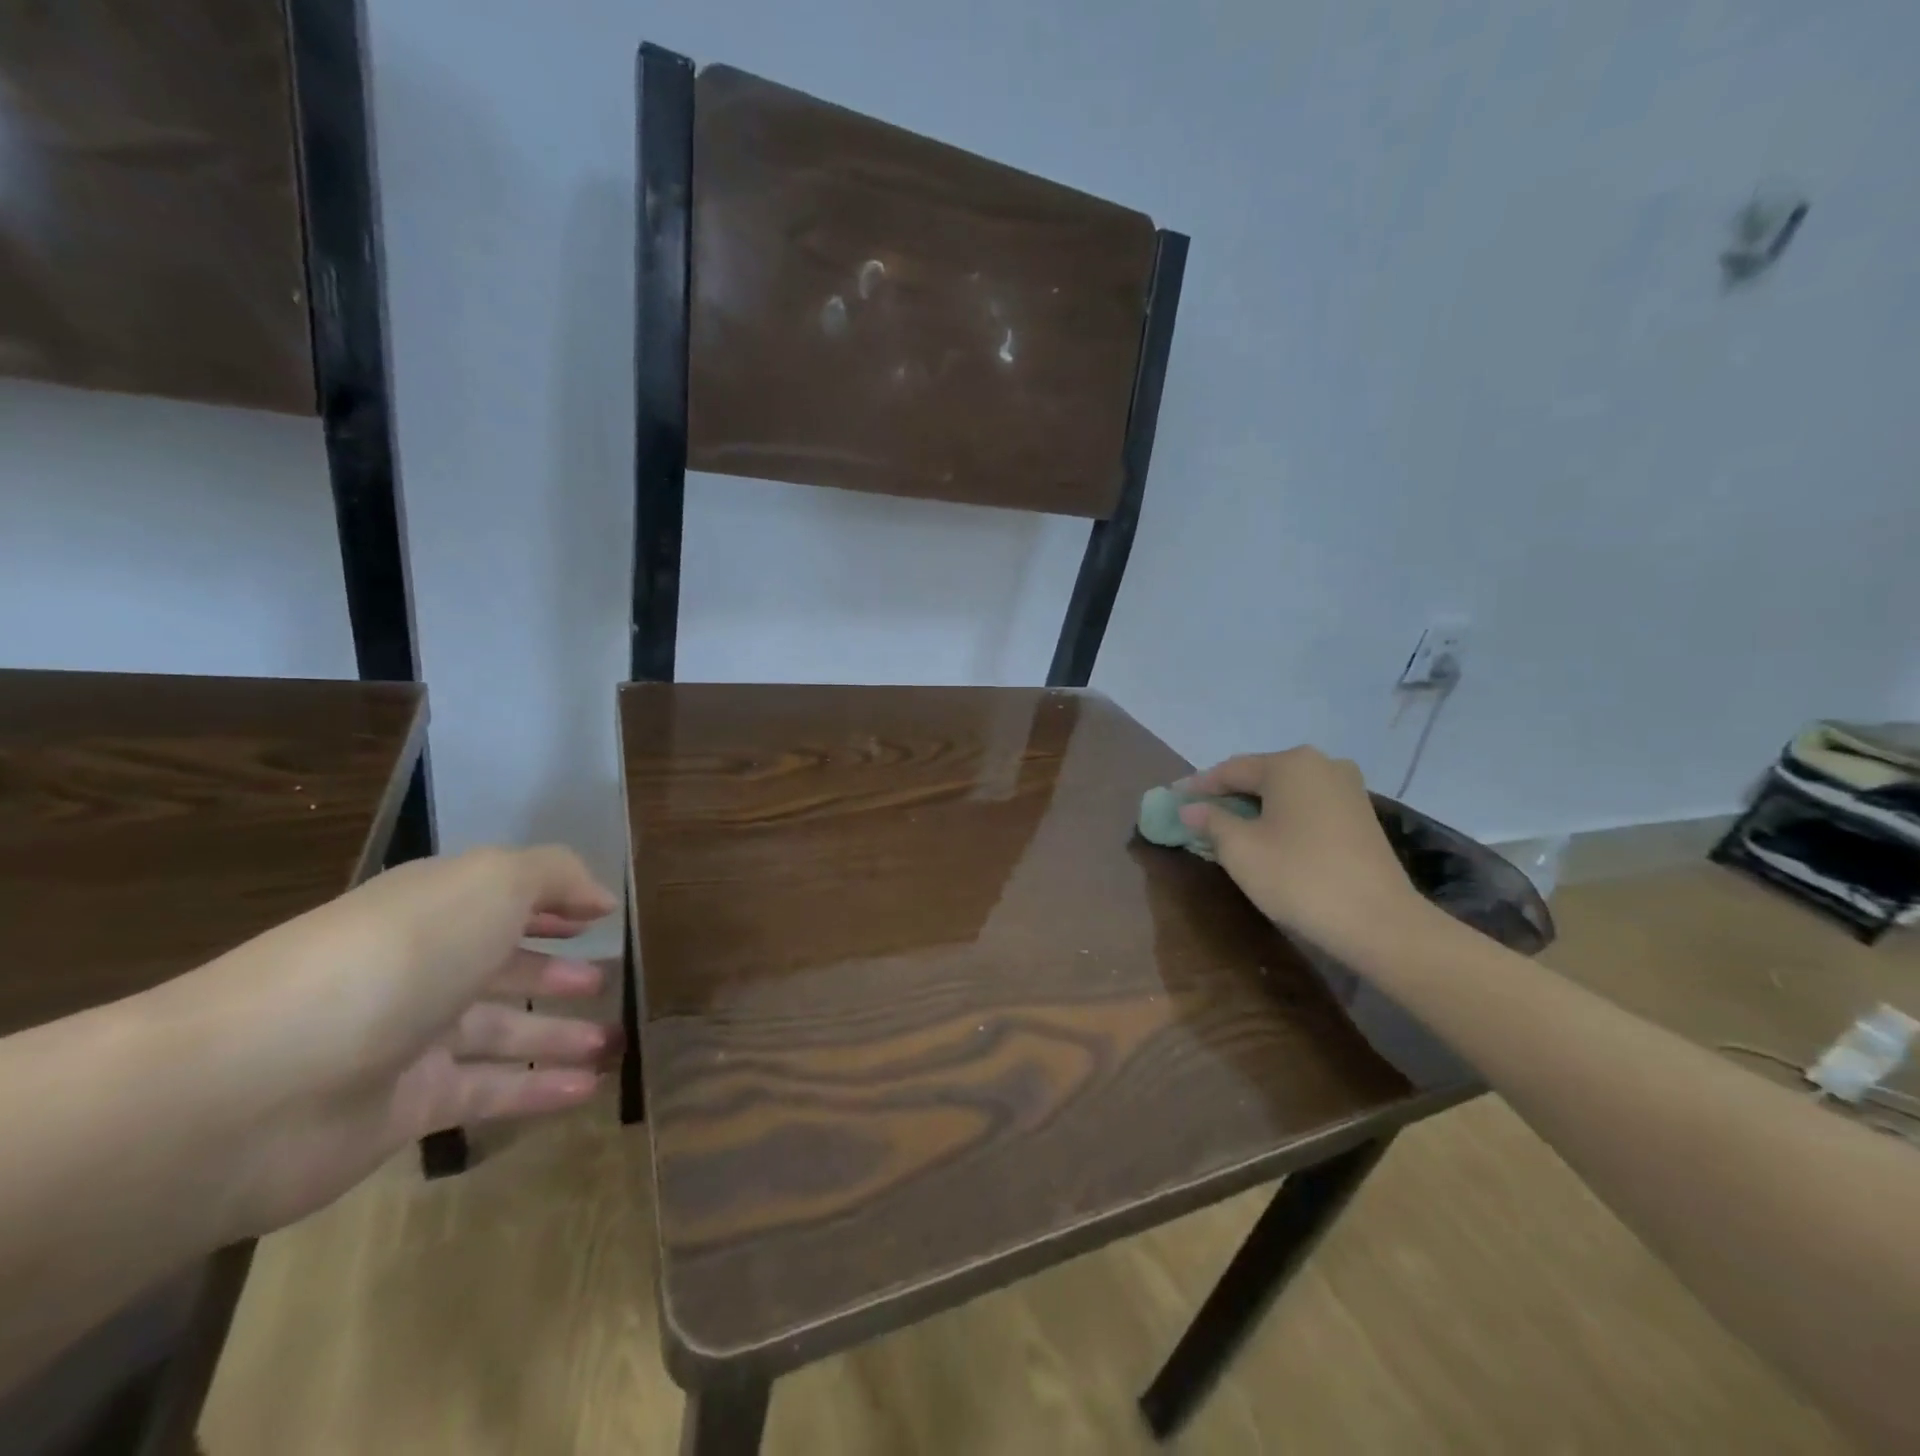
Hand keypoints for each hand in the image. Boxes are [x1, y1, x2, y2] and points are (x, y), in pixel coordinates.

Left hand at [152, 846, 619, 1238]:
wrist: (256, 1084)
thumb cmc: (395, 957)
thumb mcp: (490, 884)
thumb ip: (554, 875)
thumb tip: (599, 897)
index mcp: (433, 909)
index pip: (500, 899)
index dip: (550, 905)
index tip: (599, 917)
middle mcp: (421, 968)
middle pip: (499, 967)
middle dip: (554, 971)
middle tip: (606, 982)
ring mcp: (409, 1041)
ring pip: (499, 1032)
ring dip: (557, 1035)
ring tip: (614, 1044)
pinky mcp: (403, 1108)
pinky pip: (487, 1092)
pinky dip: (537, 1090)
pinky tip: (585, 1091)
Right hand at [1178, 747, 1426, 959]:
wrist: (1379, 922)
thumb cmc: (1298, 877)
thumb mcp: (1240, 850)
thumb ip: (1211, 822)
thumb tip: (1190, 808)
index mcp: (1290, 764)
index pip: (1230, 770)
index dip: (1198, 786)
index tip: (1173, 799)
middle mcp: (1322, 764)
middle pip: (1260, 776)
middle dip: (1227, 795)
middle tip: (1198, 814)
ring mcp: (1347, 788)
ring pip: (1286, 791)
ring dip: (1255, 806)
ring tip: (1229, 827)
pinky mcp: (1361, 814)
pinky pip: (1308, 806)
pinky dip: (1282, 816)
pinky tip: (1267, 836)